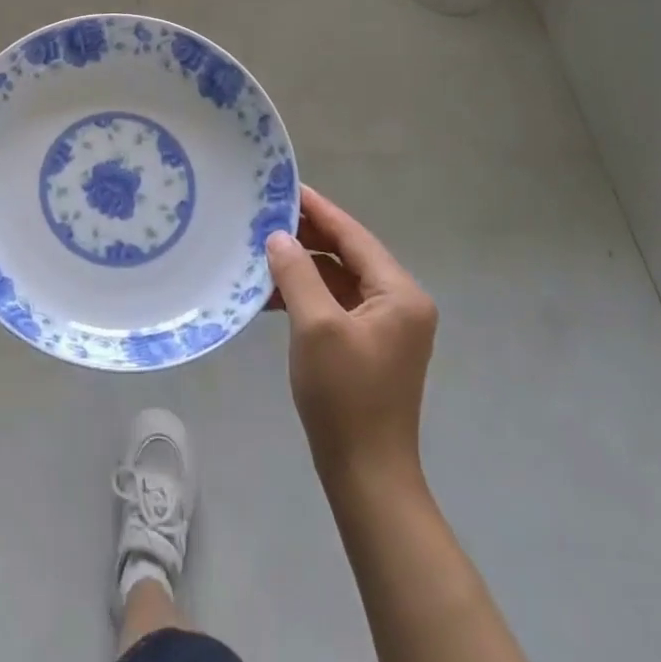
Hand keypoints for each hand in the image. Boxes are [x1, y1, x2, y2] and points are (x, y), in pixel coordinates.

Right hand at [265, 185, 437, 489]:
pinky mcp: (367, 344)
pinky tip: (271, 292)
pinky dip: (306, 293)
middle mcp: (399, 302)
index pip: (353, 236)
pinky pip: (335, 303)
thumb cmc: (345, 396)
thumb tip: (278, 237)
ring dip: (303, 265)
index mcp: (399, 293)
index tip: (285, 186)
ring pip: (339, 278)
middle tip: (264, 214)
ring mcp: (385, 325)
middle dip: (307, 236)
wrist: (366, 475)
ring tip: (261, 249)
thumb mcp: (316, 327)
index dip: (318, 210)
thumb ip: (297, 274)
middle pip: (348, 254)